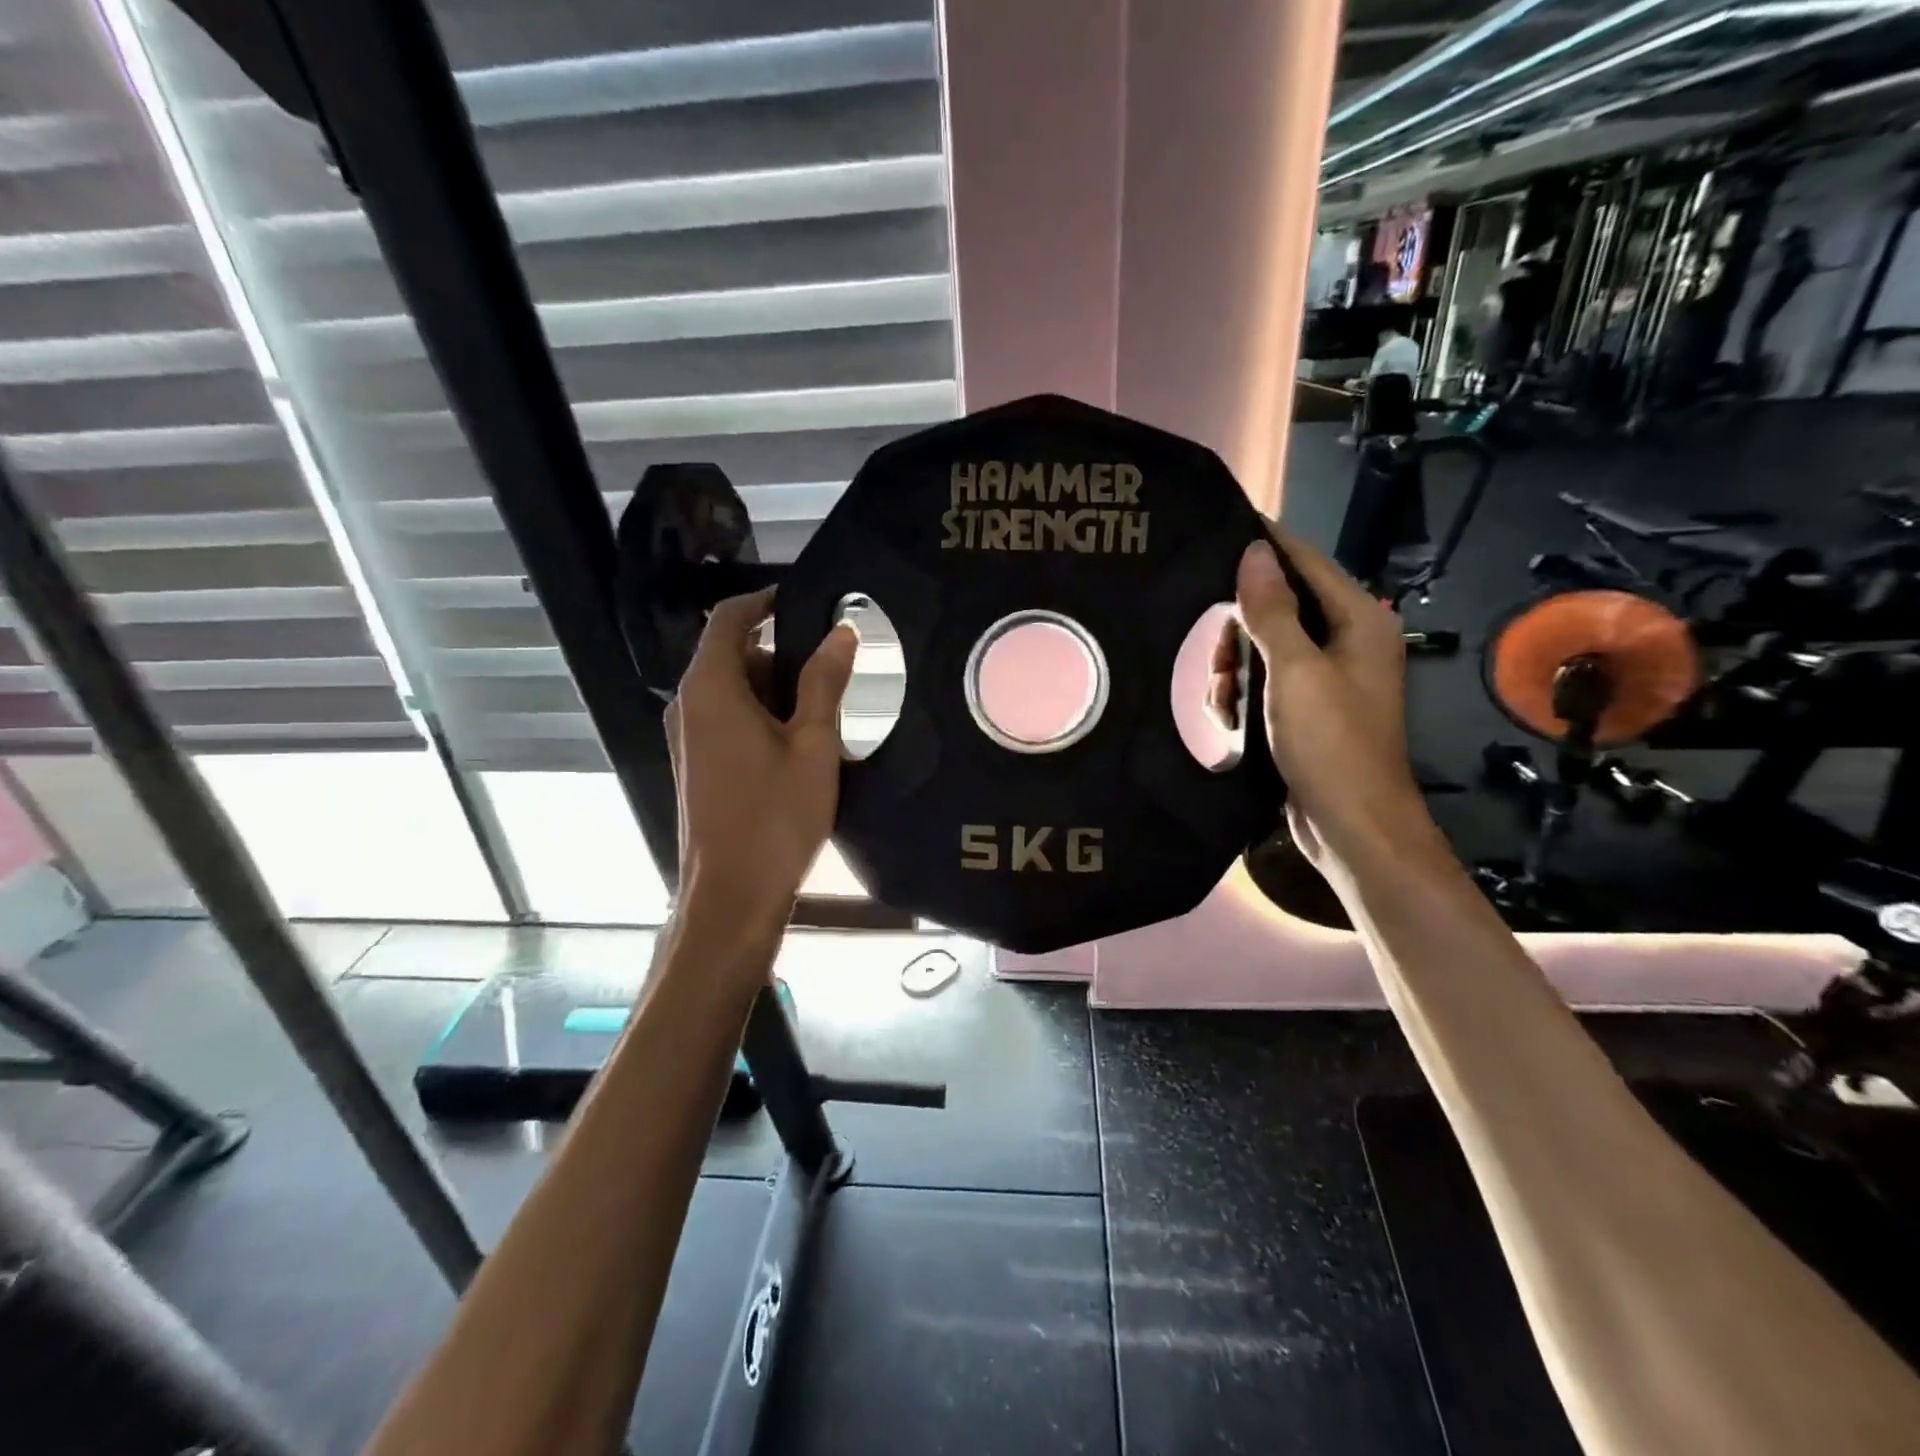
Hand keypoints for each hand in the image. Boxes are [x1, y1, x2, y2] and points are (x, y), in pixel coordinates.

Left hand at [666, 588, 858, 926]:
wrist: (732, 893)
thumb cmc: (776, 816)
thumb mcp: (813, 744)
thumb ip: (824, 683)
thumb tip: (841, 631)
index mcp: (711, 689)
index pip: (729, 618)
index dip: (766, 601)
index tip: (808, 603)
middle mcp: (689, 705)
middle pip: (732, 654)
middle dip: (779, 655)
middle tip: (830, 676)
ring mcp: (687, 736)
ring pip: (731, 689)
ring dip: (772, 691)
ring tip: (820, 719)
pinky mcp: (695, 763)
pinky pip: (725, 718)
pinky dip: (759, 716)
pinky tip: (795, 748)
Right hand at [1209, 527, 1437, 876]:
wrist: (1351, 827)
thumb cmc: (1330, 743)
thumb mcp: (1295, 671)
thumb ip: (1272, 610)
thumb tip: (1254, 551)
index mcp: (1358, 622)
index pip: (1306, 563)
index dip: (1267, 546)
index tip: (1221, 529)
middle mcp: (1347, 643)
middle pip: (1280, 608)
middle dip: (1239, 631)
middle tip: (1215, 658)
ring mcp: (1327, 680)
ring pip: (1264, 649)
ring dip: (1235, 670)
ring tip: (1220, 700)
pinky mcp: (1307, 712)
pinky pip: (1265, 684)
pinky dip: (1242, 696)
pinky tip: (1227, 719)